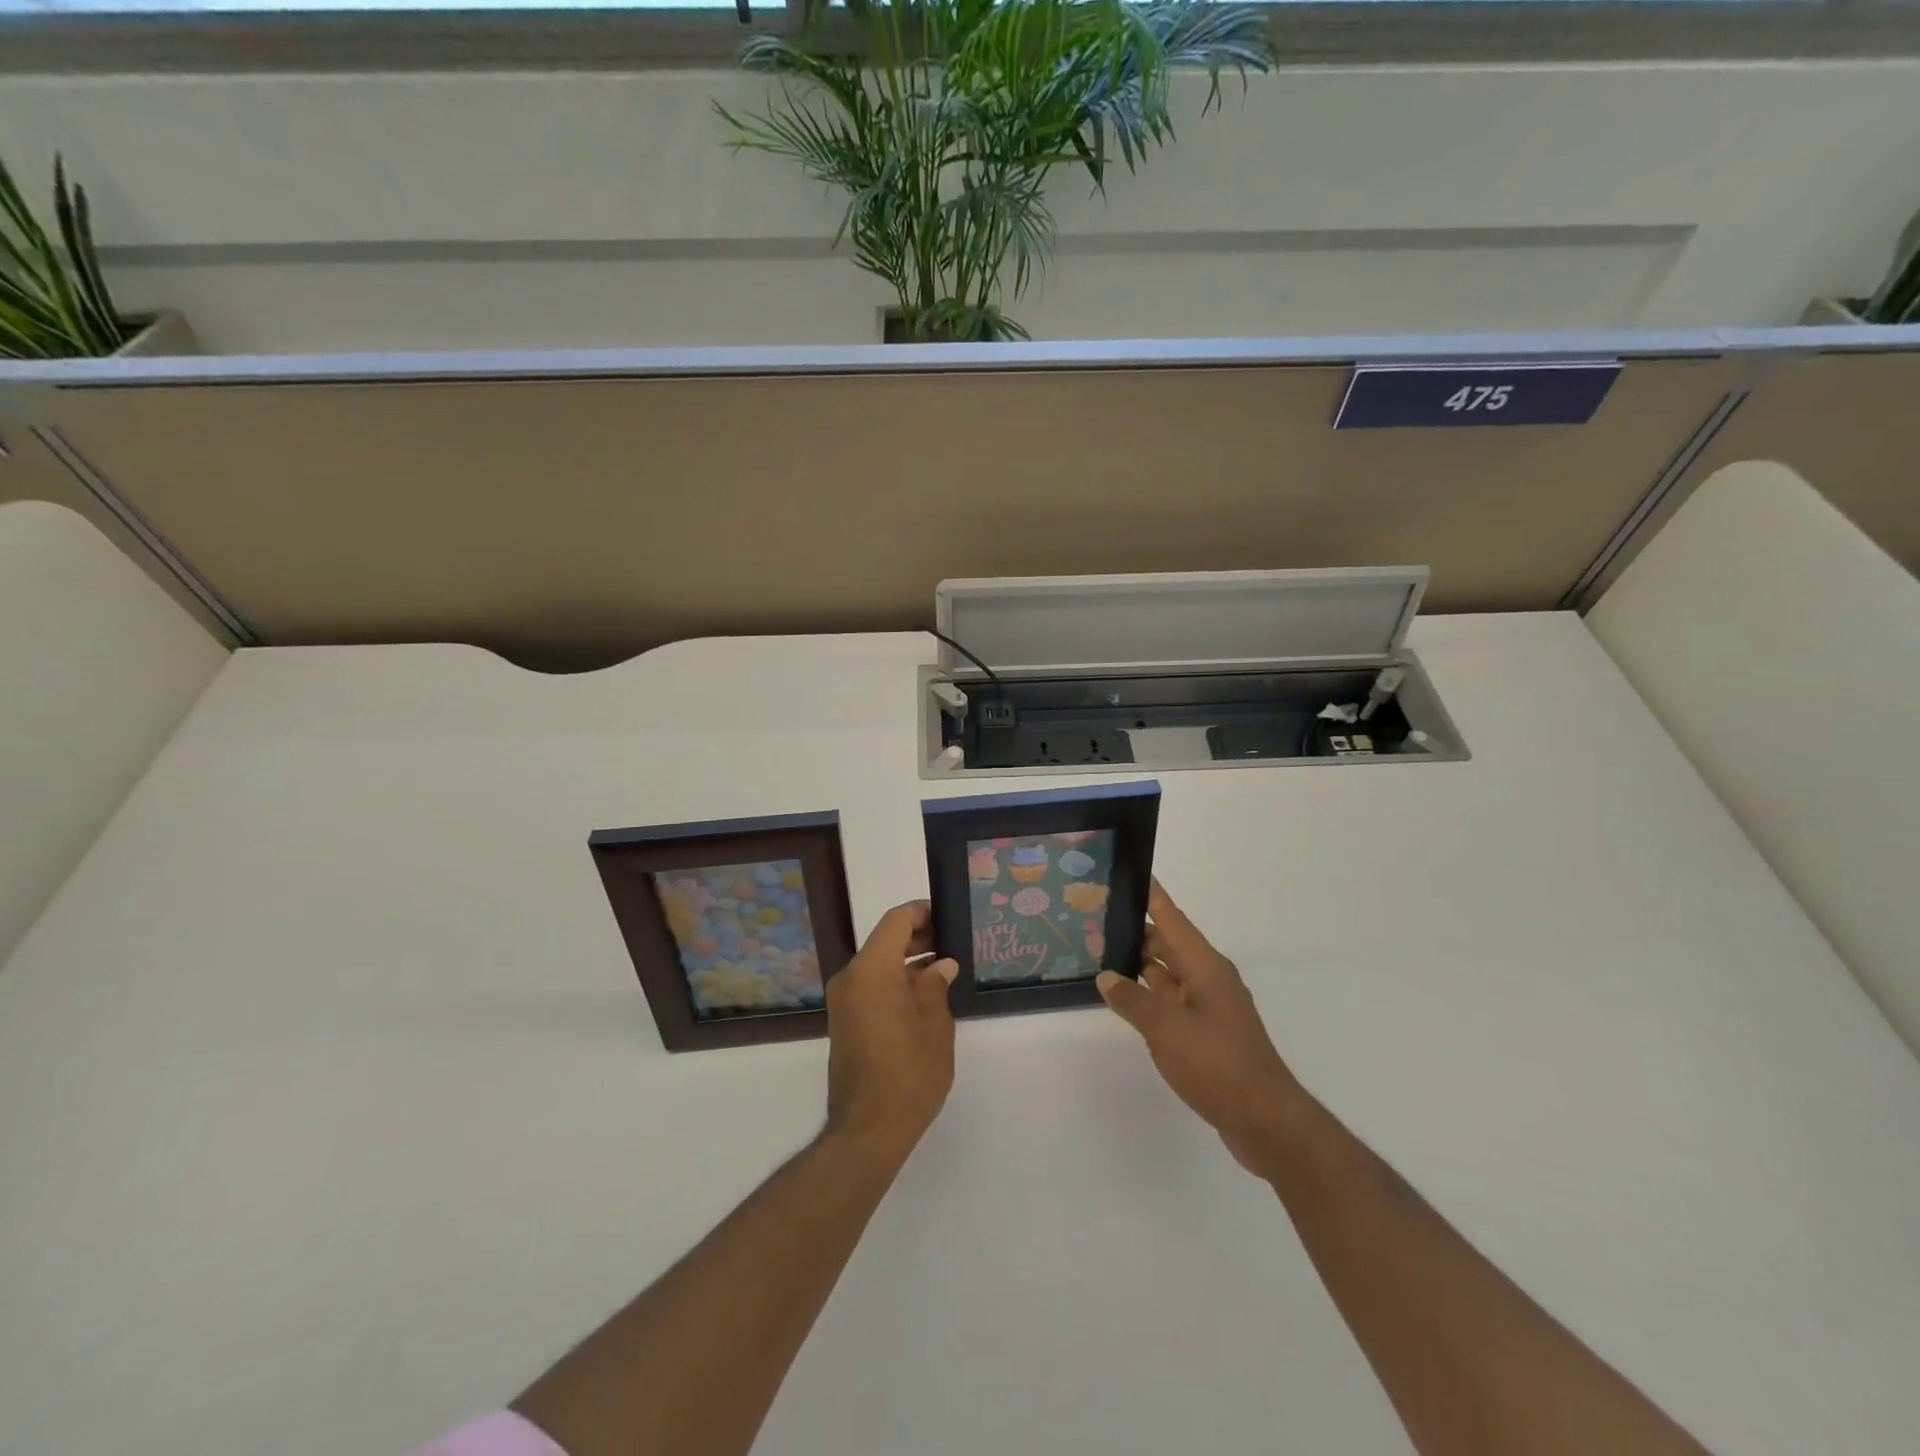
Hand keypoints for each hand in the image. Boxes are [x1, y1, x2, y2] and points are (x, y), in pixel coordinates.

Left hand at [824, 900, 957, 1153]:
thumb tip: (941, 965)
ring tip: (944, 967)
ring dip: (907, 961)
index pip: (896, 921)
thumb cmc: (909, 1070)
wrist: (868, 1129)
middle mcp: (850, 977)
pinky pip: (870, 986)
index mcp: (871, 968)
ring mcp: (843, 1001)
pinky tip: (924, 994)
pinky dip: (894, 981)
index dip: (922, 912)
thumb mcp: (935, 1023)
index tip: (947, 914)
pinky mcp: (844, 1022)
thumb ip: (936, 985)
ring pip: (877, 965)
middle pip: (884, 941)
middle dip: (917, 937)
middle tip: (952, 941)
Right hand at [1097, 881, 1304, 1174]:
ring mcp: (1209, 1007)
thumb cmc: (1217, 1064)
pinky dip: (1148, 994)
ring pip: (1168, 973)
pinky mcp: (1206, 1033)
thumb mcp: (1166, 1029)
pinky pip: (1171, 1000)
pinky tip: (1125, 998)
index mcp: (1205, 967)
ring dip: (1140, 963)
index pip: (1172, 919)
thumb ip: (1132, 1000)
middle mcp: (1209, 979)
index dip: (1151, 896)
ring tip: (1102, 952)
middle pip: (1169, 943)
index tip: (1130, 872)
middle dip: (1137, 929)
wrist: (1265, 1120)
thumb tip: (1106, 977)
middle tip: (1097, 917)